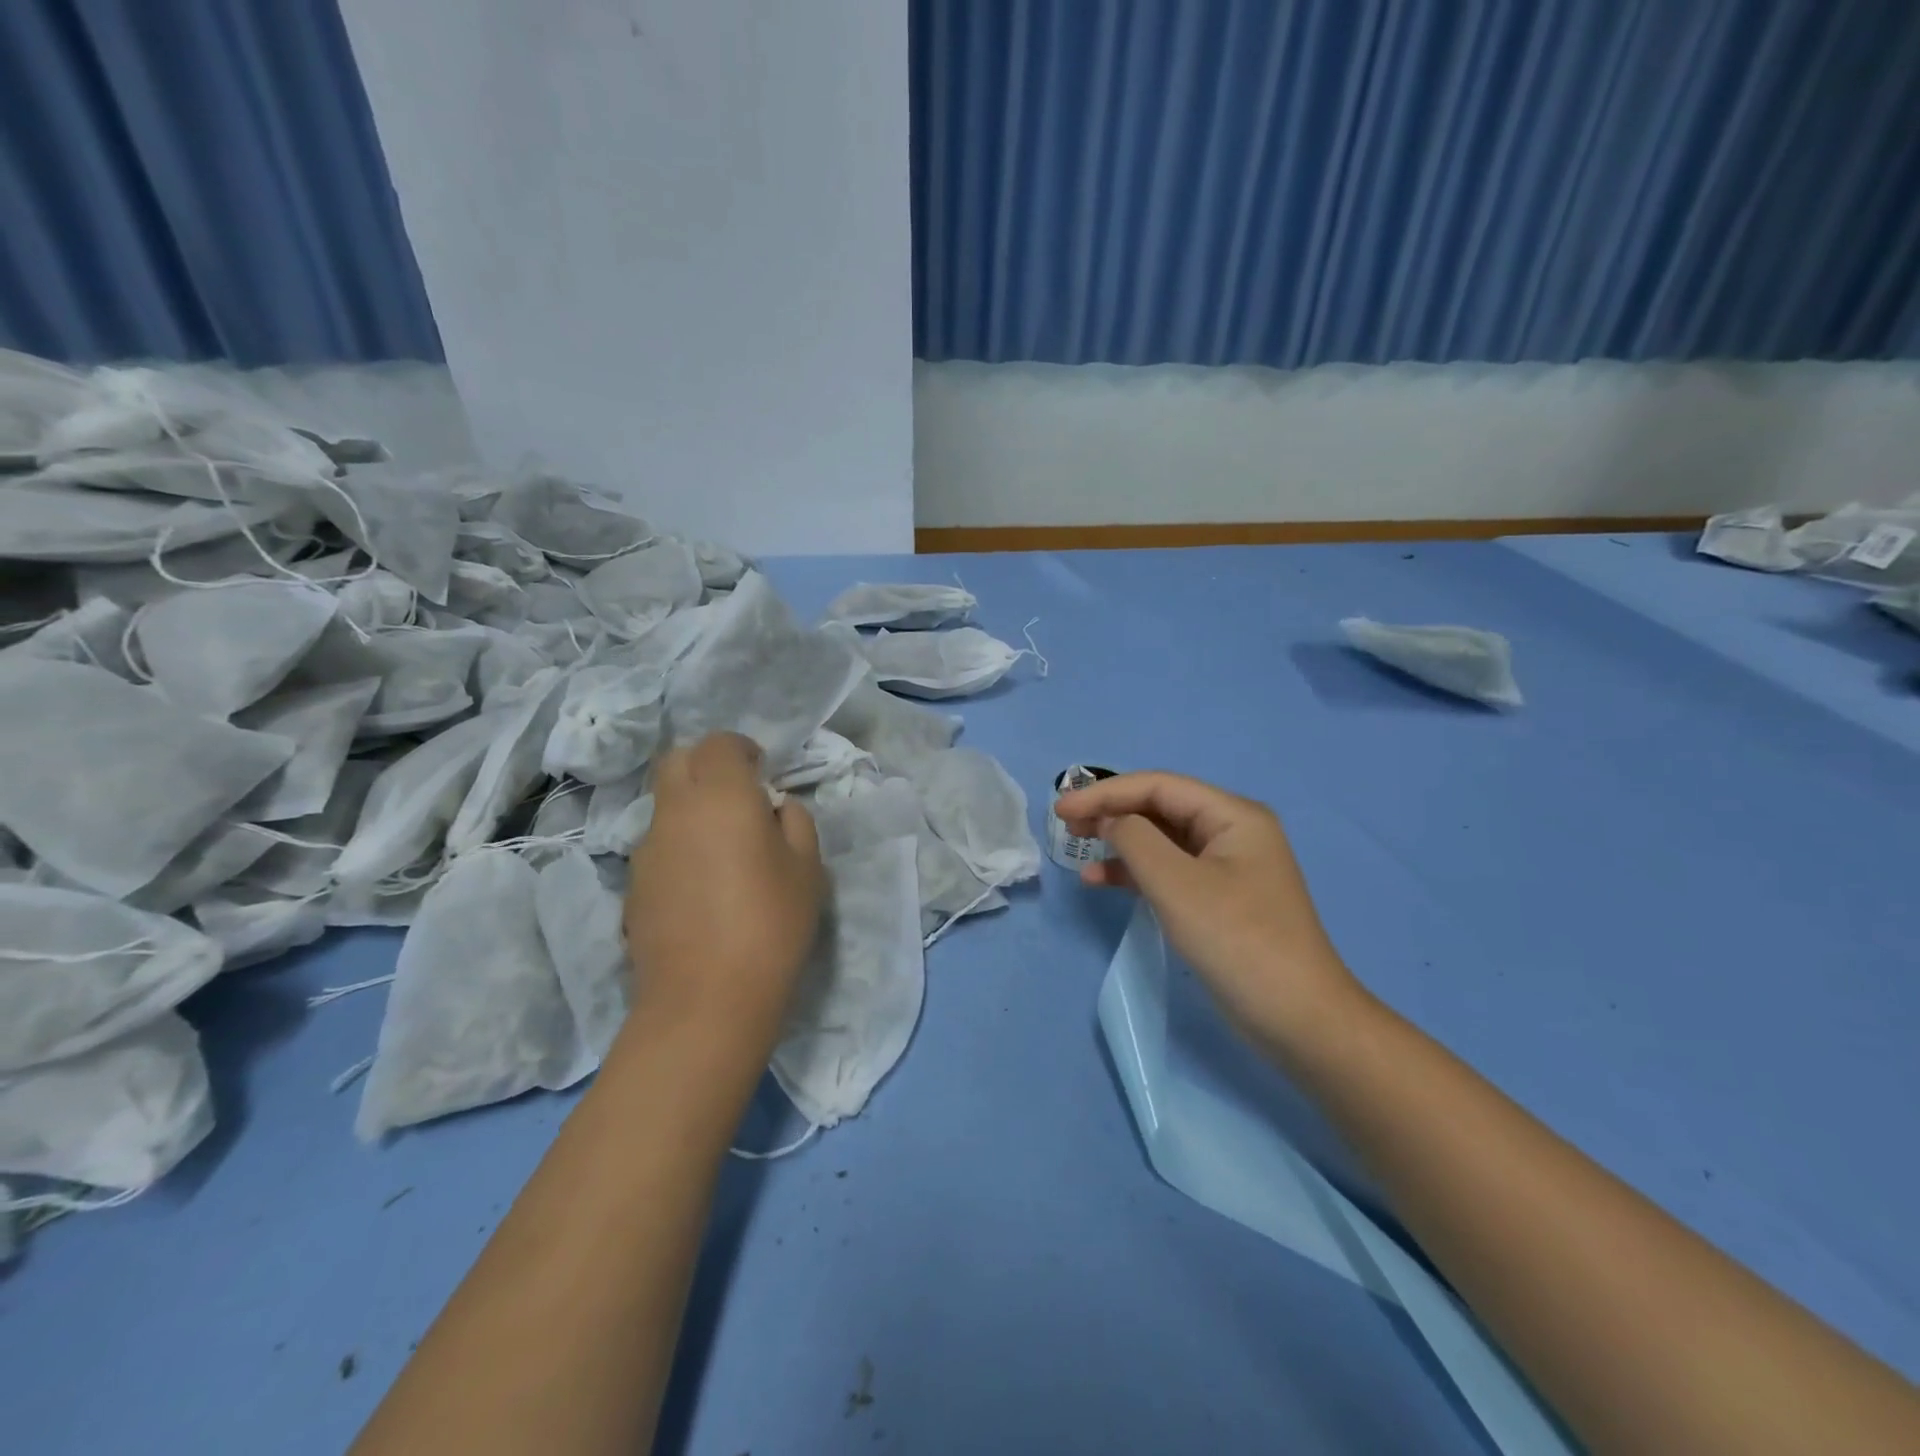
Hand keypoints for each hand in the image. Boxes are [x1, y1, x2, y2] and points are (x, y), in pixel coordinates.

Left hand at [625, 733, 825, 1059]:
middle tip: (739, 797)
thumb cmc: (770, 924)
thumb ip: (795, 822)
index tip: (762, 773)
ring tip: (723, 848)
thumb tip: (776, 808)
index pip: (719, 743)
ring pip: (664, 805)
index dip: (742, 750)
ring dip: (692, 807)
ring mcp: (646, 849)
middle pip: (677, 761)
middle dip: (707, 766)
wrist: (705, 1000)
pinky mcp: (633, 886)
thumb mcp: (808, 869)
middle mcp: (675, 811)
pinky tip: (702, 886)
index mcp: (721, 796)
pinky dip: (679, 845)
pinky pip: (658, 845)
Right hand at [1056, 772, 1364, 1055]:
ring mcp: (1226, 867)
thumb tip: (1109, 820)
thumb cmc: (1238, 941)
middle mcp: (1232, 832)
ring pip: (1162, 840)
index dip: (1106, 792)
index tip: (1061, 810)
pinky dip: (1135, 874)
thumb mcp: (1177, 884)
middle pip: (1160, 808)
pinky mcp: (1218, 899)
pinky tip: (1101, 882)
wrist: (1298, 1019)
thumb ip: (1135, 840)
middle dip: (1112, 812)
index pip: (1158, 786)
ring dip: (1120, 843)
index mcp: (1232, 815)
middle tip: (1066, 825)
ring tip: (1078, 850)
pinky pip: (1169, 871)